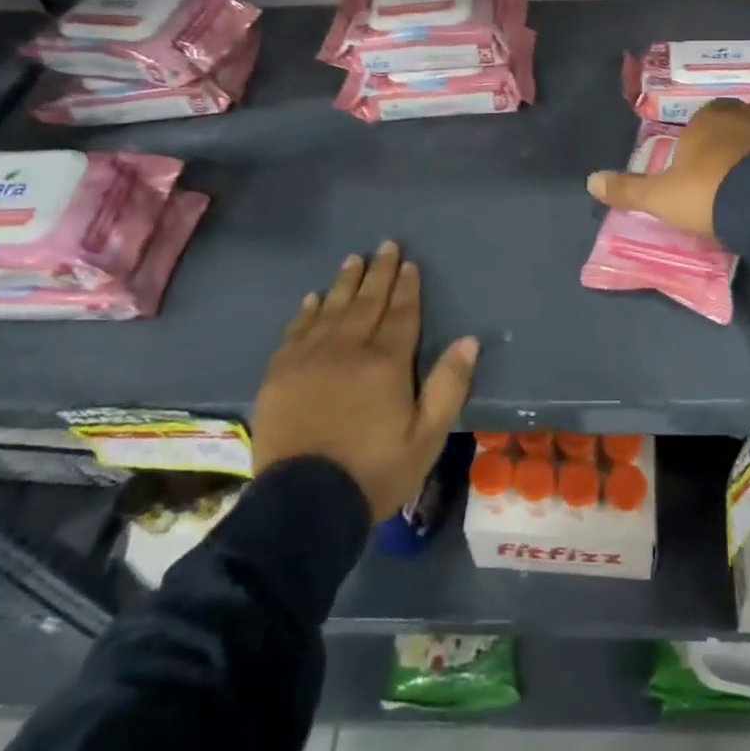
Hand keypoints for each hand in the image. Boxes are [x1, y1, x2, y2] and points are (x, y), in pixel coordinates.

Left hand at [252, 241, 478, 519]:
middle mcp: (348, 349)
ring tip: (353, 259)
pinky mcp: (280, 374)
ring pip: (332, 309)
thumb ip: (448, 386)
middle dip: (379, 272)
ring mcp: (310, 358)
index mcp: (386, 363)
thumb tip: (468, 340)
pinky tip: (312, 298)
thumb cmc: (374, 472)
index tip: (409, 263)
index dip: (407, 287)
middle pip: (367, 302)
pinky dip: (307, 311)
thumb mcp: (427, 437)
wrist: (303, 506)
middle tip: (386, 245)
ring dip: (345, 282)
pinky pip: (296, 331)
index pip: (401, 314)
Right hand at [585, 96, 749, 236]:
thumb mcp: (661, 197)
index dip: (702, 136)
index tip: (703, 160)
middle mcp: (743, 115)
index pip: (702, 119)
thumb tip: (589, 181)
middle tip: (738, 157)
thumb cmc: (709, 192)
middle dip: (739, 128)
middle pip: (742, 112)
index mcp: (706, 121)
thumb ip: (628, 190)